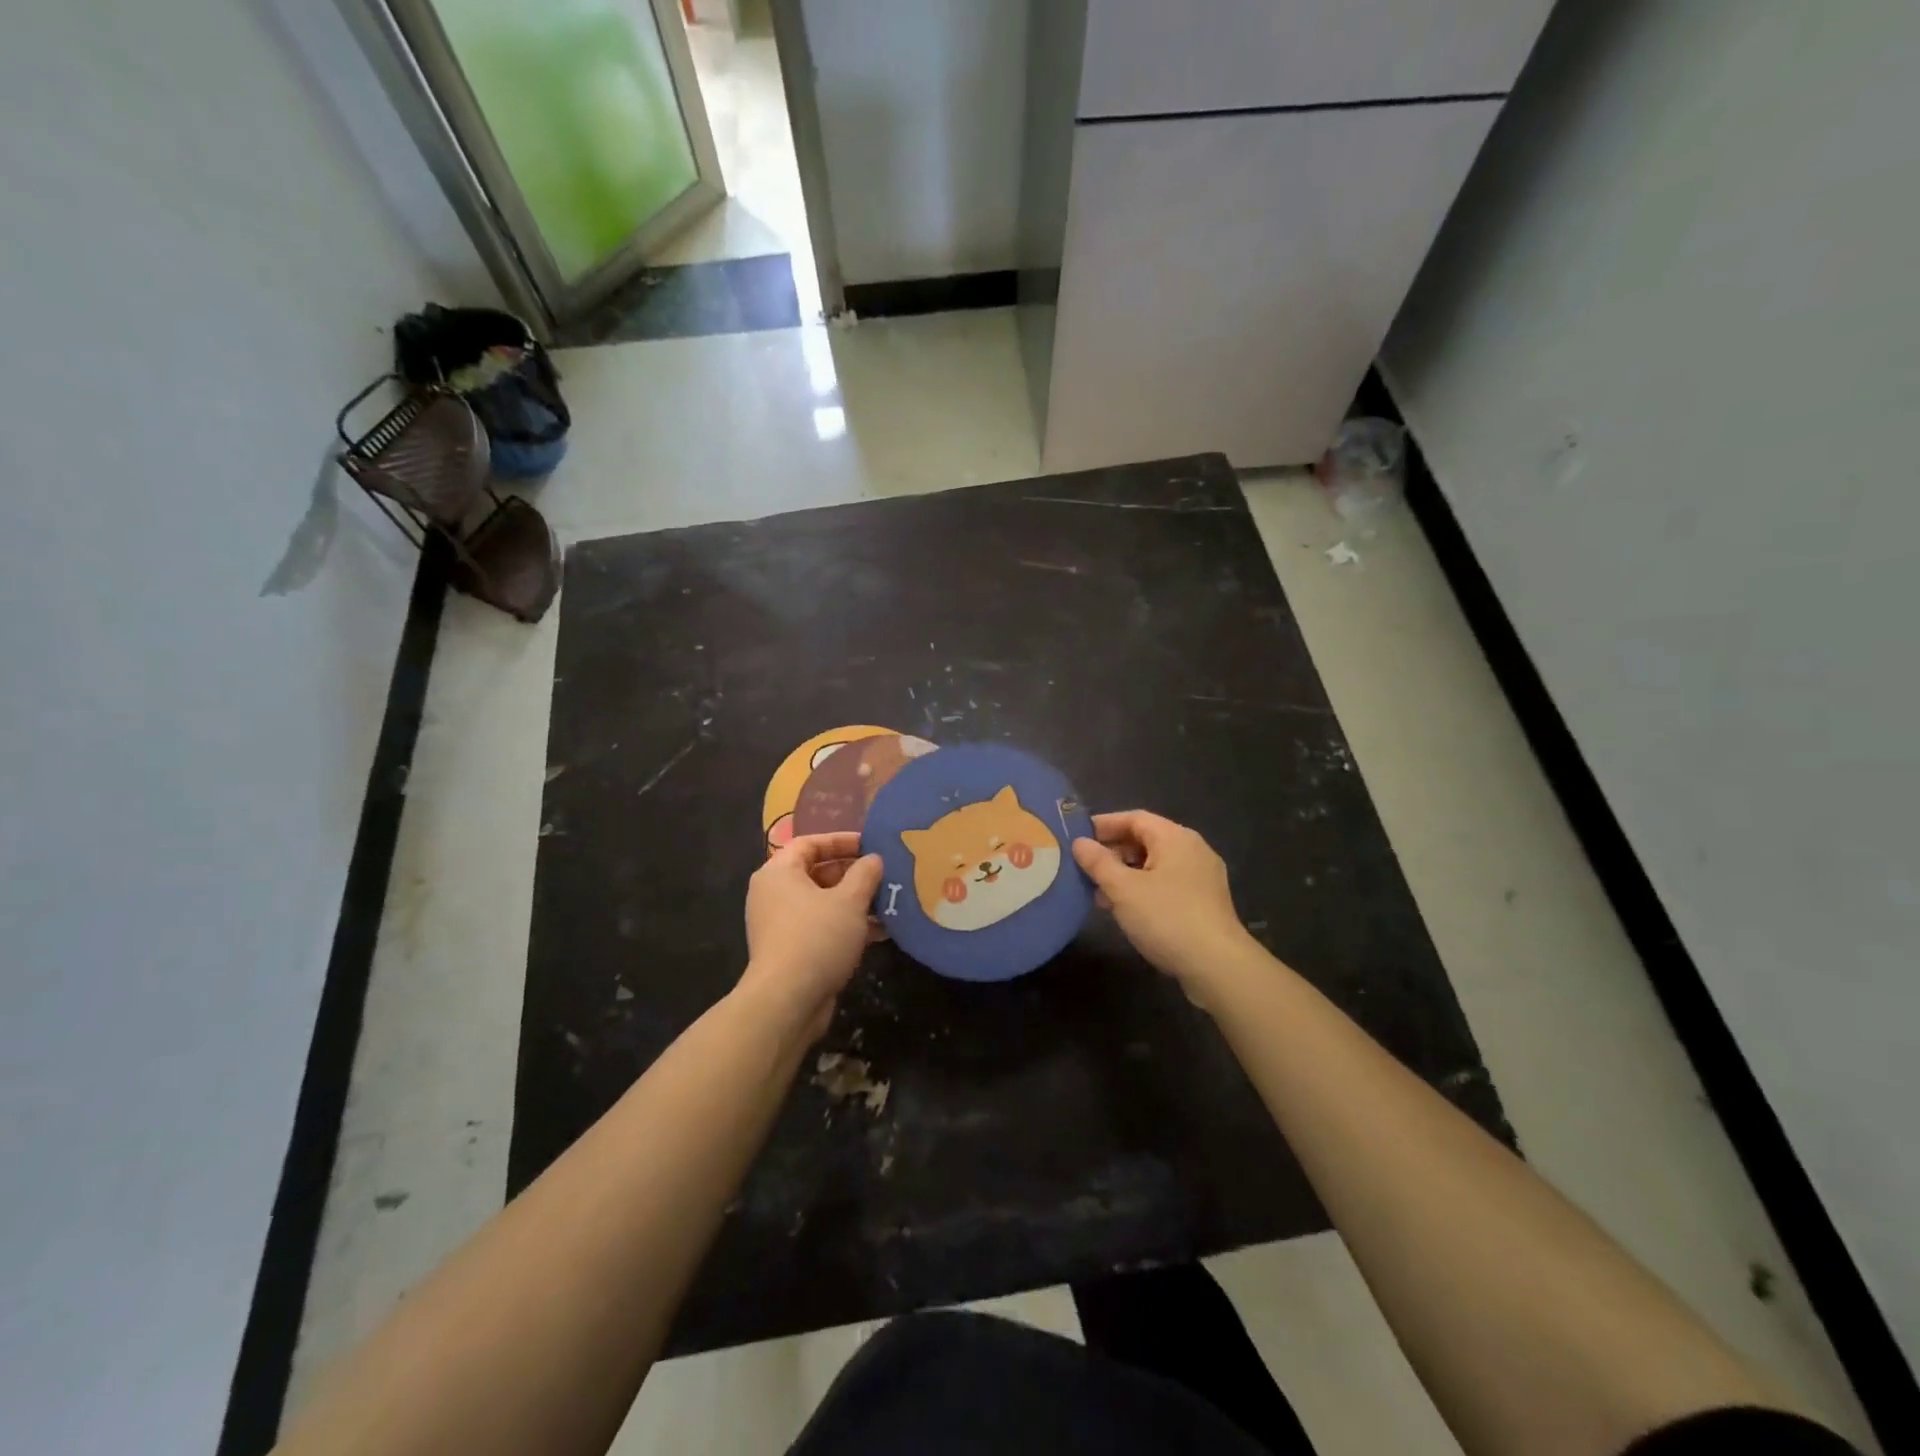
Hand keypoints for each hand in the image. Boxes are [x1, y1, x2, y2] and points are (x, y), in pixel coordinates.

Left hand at [739, 832, 884, 1040]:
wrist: (787, 1001)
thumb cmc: (817, 938)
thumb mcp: (849, 900)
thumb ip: (865, 874)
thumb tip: (874, 860)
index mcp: (779, 873)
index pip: (810, 843)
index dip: (841, 840)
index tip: (871, 845)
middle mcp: (774, 894)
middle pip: (816, 872)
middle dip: (853, 873)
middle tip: (884, 874)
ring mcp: (780, 924)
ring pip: (822, 902)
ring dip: (854, 902)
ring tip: (889, 902)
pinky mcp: (790, 950)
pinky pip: (821, 927)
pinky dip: (846, 925)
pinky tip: (880, 932)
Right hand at [1072, 811, 1258, 996]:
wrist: (1218, 966)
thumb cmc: (1167, 918)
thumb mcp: (1123, 889)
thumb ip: (1099, 863)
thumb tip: (1080, 843)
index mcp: (1174, 837)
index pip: (1134, 818)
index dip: (1104, 824)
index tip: (1077, 836)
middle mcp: (1192, 849)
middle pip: (1146, 839)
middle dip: (1113, 852)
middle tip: (1084, 866)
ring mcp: (1202, 876)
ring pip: (1155, 864)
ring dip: (1126, 873)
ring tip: (1098, 891)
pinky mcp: (1205, 901)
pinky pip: (1167, 883)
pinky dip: (1143, 888)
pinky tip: (1124, 909)